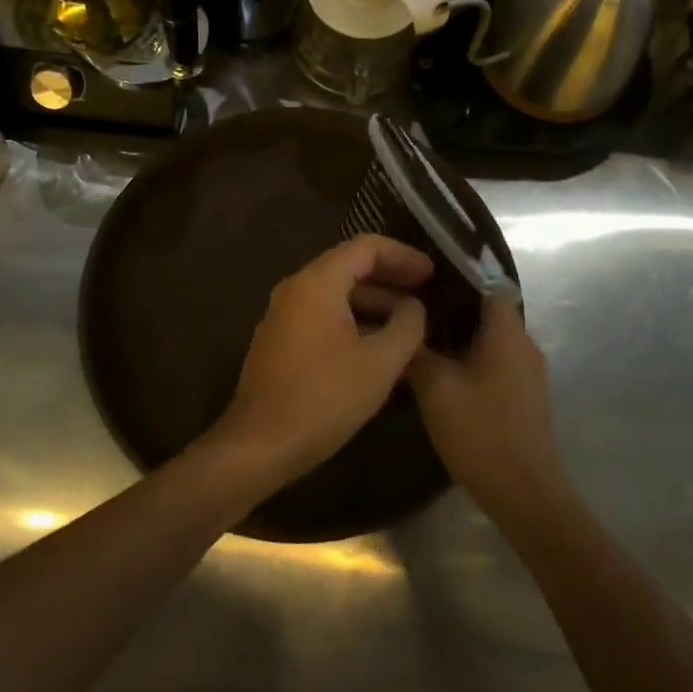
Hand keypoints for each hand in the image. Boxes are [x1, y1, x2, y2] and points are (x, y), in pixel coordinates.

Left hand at [200, 235, 431, 498]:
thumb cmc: (324, 398)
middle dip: (390, 279)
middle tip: (426, 293)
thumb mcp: (380, 363)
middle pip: (349, 267)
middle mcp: (295, 289)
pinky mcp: (280, 342)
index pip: (366, 247)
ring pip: (336, 296)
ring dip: (374, 305)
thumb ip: (407, 326)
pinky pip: (322, 318)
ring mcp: (283, 316)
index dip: (403, 256)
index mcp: (317, 283)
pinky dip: (354, 323)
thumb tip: (414, 307)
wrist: (260, 444)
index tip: (432, 273)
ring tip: (410, 327)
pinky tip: (379, 351)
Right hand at [408, 296, 570, 522]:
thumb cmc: (480, 431)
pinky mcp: (525, 397)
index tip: (425, 279)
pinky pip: (496, 363)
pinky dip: (471, 361)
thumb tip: (403, 328)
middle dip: (452, 310)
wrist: (524, 493)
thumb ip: (417, 352)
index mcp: (508, 333)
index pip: (490, 285)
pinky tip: (442, 374)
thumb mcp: (436, 388)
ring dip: (460, 339)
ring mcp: (528, 373)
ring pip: (490, 341)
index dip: (459, 277)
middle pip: (488, 313)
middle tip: (413, 312)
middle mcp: (525, 345)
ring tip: (420, 341)